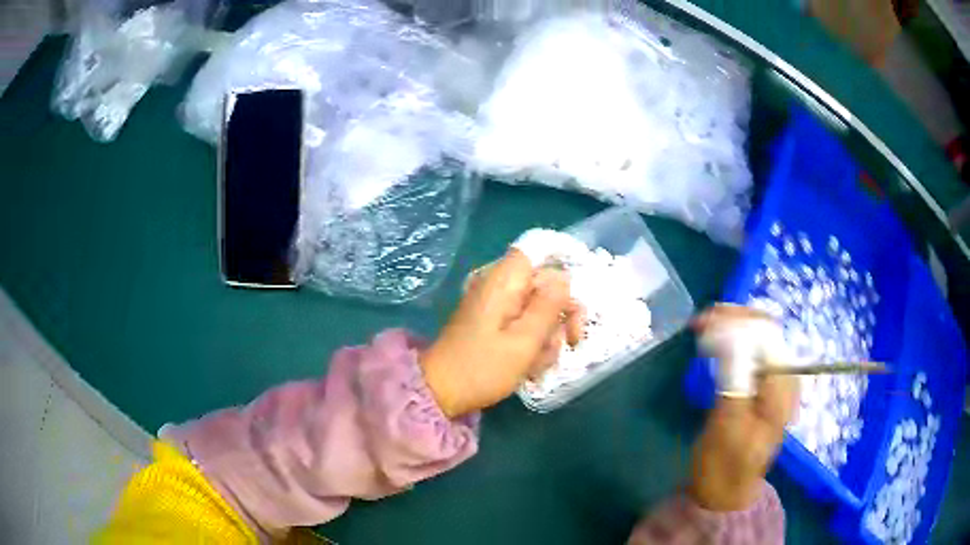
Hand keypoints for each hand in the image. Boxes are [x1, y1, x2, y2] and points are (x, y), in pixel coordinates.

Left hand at [420, 250, 582, 417]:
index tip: (573, 306)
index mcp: (504, 281)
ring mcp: (495, 305)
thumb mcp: (524, 341)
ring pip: (537, 309)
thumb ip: (549, 307)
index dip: (561, 276)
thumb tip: (565, 279)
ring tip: (539, 363)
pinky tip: (530, 366)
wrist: (441, 391)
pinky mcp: (493, 323)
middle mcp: (499, 286)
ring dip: (547, 336)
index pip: (539, 255)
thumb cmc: (483, 368)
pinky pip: (523, 324)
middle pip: (543, 285)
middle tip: (571, 342)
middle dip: (560, 315)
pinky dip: (532, 343)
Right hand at [688, 305, 799, 510]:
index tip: (703, 321)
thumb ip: (734, 378)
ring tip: (703, 328)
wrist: (725, 494)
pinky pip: (751, 354)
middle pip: (765, 331)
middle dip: (734, 320)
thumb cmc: (724, 466)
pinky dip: (732, 344)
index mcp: (782, 387)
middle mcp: (784, 378)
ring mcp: (774, 383)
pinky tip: (715, 345)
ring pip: (757, 339)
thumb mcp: (727, 425)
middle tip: (699, 322)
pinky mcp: (762, 389)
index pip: (766, 335)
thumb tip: (729, 334)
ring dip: (732, 328)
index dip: (737, 320)